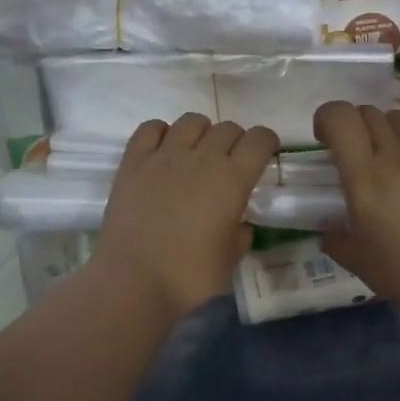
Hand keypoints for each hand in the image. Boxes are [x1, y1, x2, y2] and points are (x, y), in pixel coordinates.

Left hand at [91, 113, 278, 320]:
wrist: (133, 280)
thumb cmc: (188, 275)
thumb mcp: (230, 260)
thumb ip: (240, 234)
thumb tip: (239, 224)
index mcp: (232, 180)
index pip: (260, 139)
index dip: (267, 143)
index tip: (264, 156)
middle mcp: (202, 158)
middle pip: (228, 128)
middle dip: (235, 141)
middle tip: (228, 164)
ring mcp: (165, 155)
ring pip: (192, 121)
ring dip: (201, 133)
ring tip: (195, 155)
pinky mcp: (134, 160)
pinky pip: (151, 128)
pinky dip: (161, 133)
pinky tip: (162, 151)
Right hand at [315, 102, 399, 316]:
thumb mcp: (361, 263)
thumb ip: (337, 242)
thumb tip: (329, 232)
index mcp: (364, 177)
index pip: (340, 118)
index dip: (326, 118)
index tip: (324, 140)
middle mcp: (395, 154)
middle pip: (368, 113)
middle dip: (354, 126)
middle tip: (355, 153)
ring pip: (398, 117)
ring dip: (385, 128)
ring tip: (389, 153)